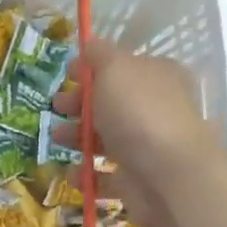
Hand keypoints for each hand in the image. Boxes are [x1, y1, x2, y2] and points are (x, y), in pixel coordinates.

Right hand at [51, 40, 226, 226]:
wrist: (169, 177)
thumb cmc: (139, 113)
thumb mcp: (116, 68)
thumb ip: (99, 54)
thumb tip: (90, 44)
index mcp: (157, 76)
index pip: (122, 67)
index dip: (92, 69)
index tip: (66, 75)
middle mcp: (156, 109)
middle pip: (111, 103)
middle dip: (79, 105)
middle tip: (57, 109)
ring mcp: (148, 148)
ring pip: (106, 139)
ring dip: (77, 138)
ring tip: (57, 141)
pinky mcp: (137, 181)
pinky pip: (106, 176)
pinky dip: (87, 174)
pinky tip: (73, 172)